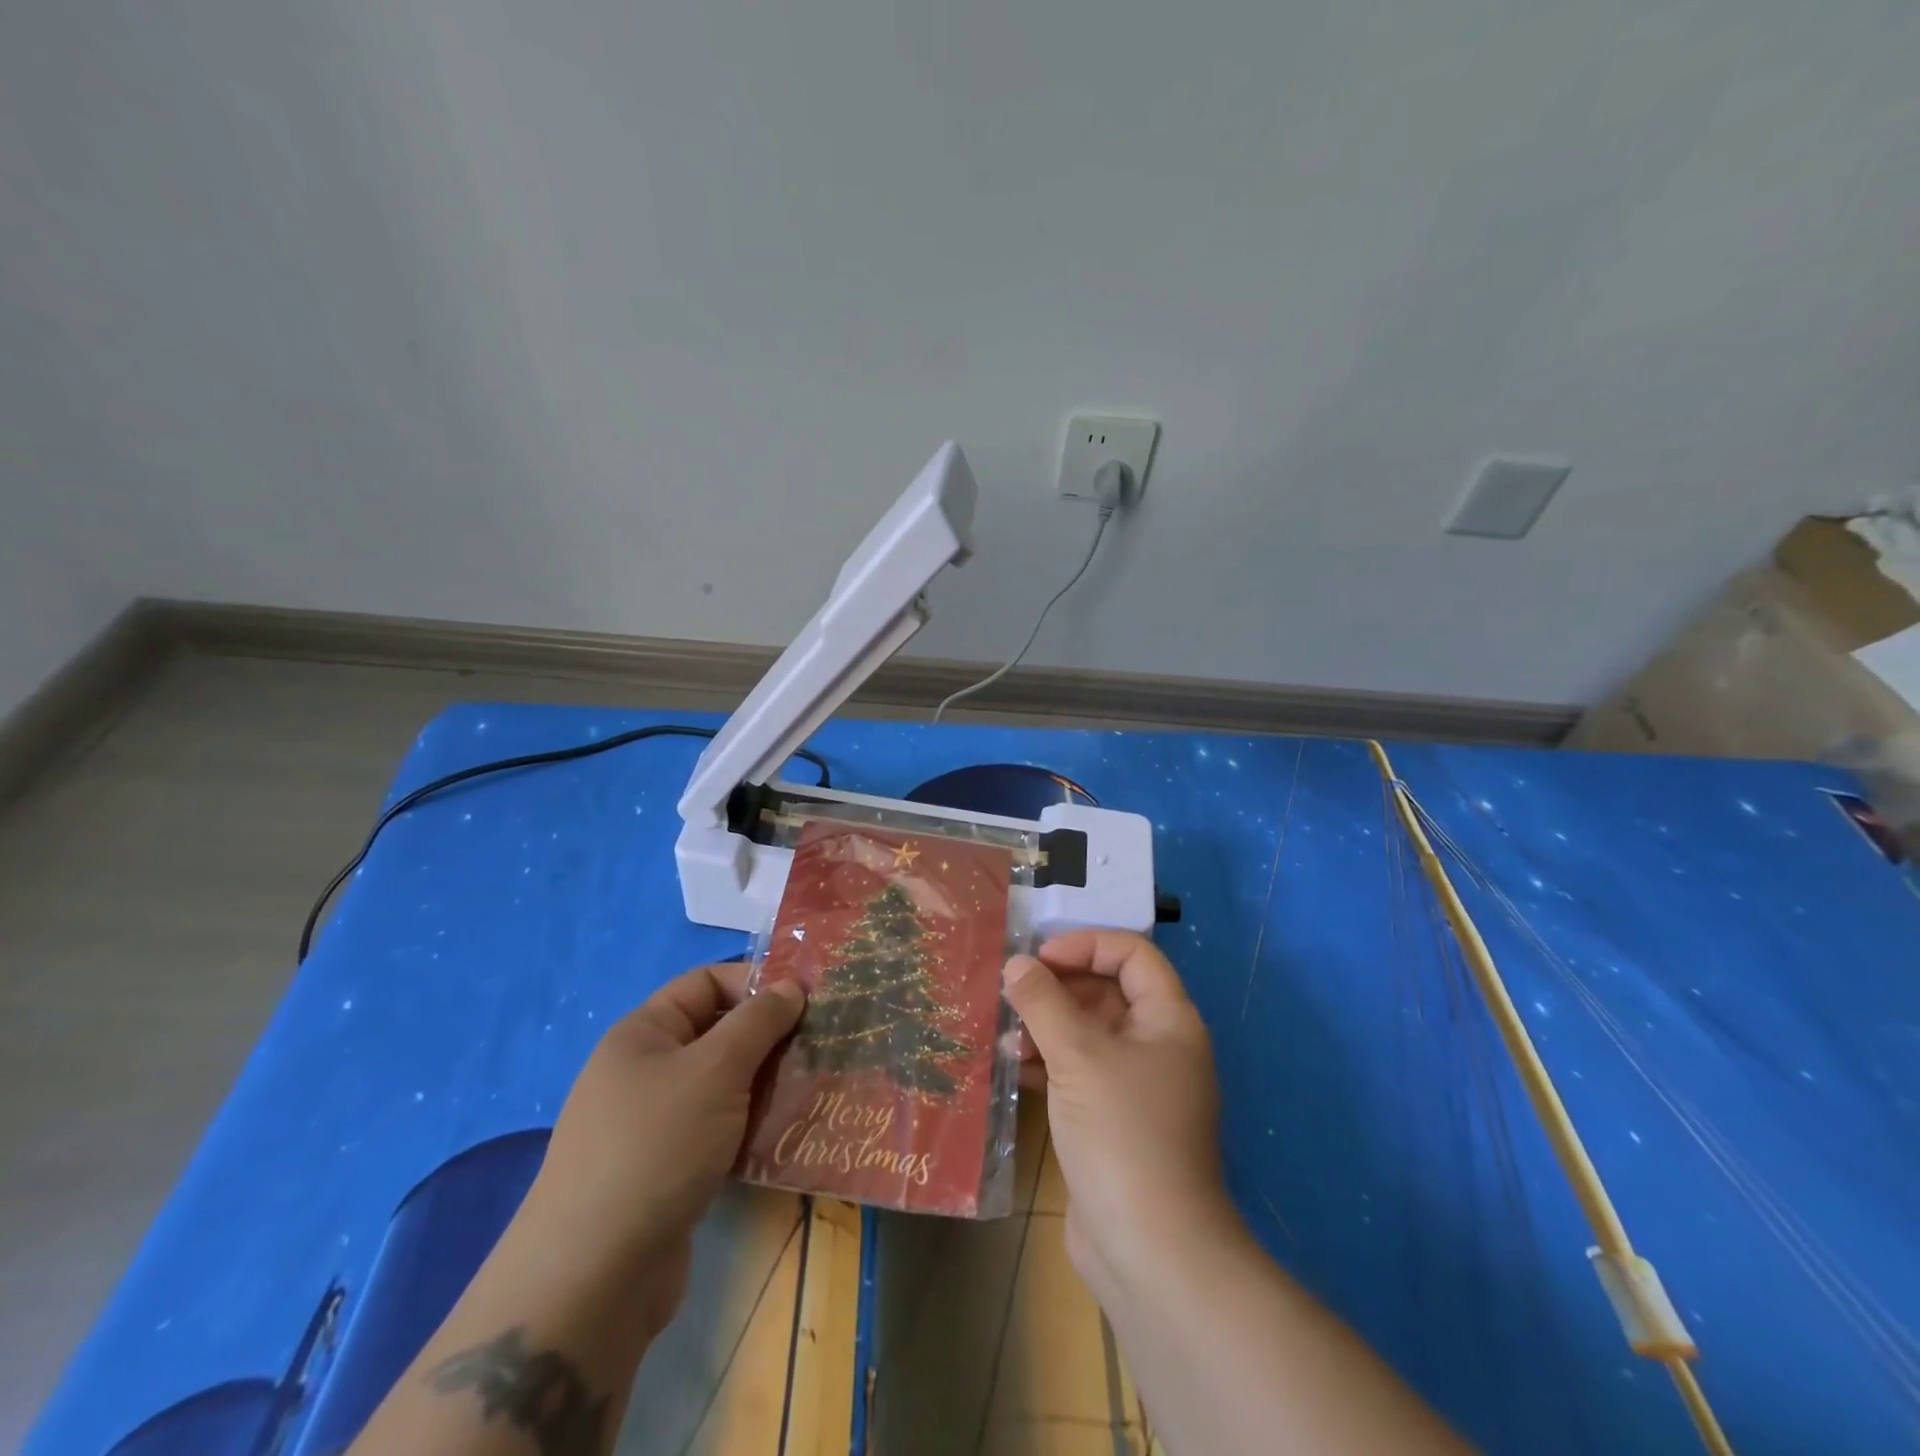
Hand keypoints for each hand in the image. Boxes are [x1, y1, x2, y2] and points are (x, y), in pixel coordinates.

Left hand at [517, 963, 804, 1335]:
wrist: (593, 1279)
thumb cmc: (656, 1146)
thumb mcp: (715, 1068)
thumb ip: (758, 1021)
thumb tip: (790, 986)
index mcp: (643, 1034)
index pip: (705, 983)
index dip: (755, 983)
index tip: (807, 1000)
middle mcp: (645, 1071)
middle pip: (718, 1034)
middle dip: (769, 1038)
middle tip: (821, 1047)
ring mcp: (654, 1124)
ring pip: (724, 1086)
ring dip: (767, 1085)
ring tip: (816, 1088)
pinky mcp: (668, 1172)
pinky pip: (720, 1130)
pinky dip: (752, 1127)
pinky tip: (789, 1136)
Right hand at [1003, 931, 1238, 1296]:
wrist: (1150, 1251)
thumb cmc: (1122, 1133)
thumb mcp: (1078, 1057)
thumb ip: (1044, 1003)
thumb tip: (1016, 964)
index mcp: (1168, 1021)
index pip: (1132, 955)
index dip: (1087, 945)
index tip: (1040, 957)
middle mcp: (1158, 1046)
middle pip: (1107, 992)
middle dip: (1059, 988)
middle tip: (1012, 993)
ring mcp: (1136, 1087)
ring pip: (1088, 1034)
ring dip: (1047, 1027)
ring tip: (1005, 1035)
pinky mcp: (1113, 1120)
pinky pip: (1079, 1072)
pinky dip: (1049, 1064)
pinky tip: (1013, 1069)